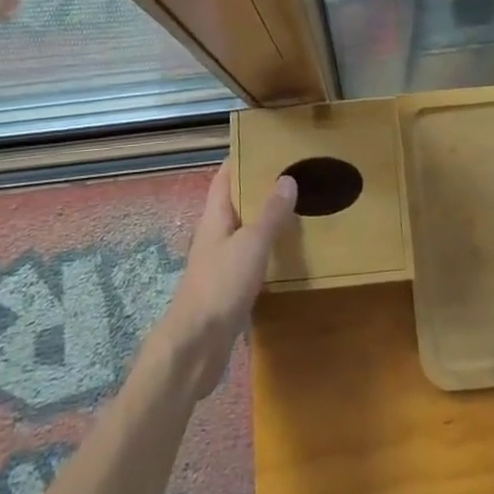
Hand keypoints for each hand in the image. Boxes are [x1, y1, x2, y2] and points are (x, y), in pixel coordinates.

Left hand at [152, 160, 296, 400]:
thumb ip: (270, 214)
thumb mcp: (251, 245)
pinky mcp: (228, 289)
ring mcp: (220, 263)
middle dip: (260, 187)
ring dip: (266, 220)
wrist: (195, 349)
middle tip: (294, 174)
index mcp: (215, 217)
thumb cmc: (220, 287)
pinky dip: (268, 251)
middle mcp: (215, 235)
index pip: (225, 176)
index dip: (242, 157)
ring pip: (245, 231)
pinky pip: (250, 259)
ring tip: (298, 209)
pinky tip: (289, 255)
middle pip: (236, 202)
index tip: (268, 144)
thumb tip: (287, 178)